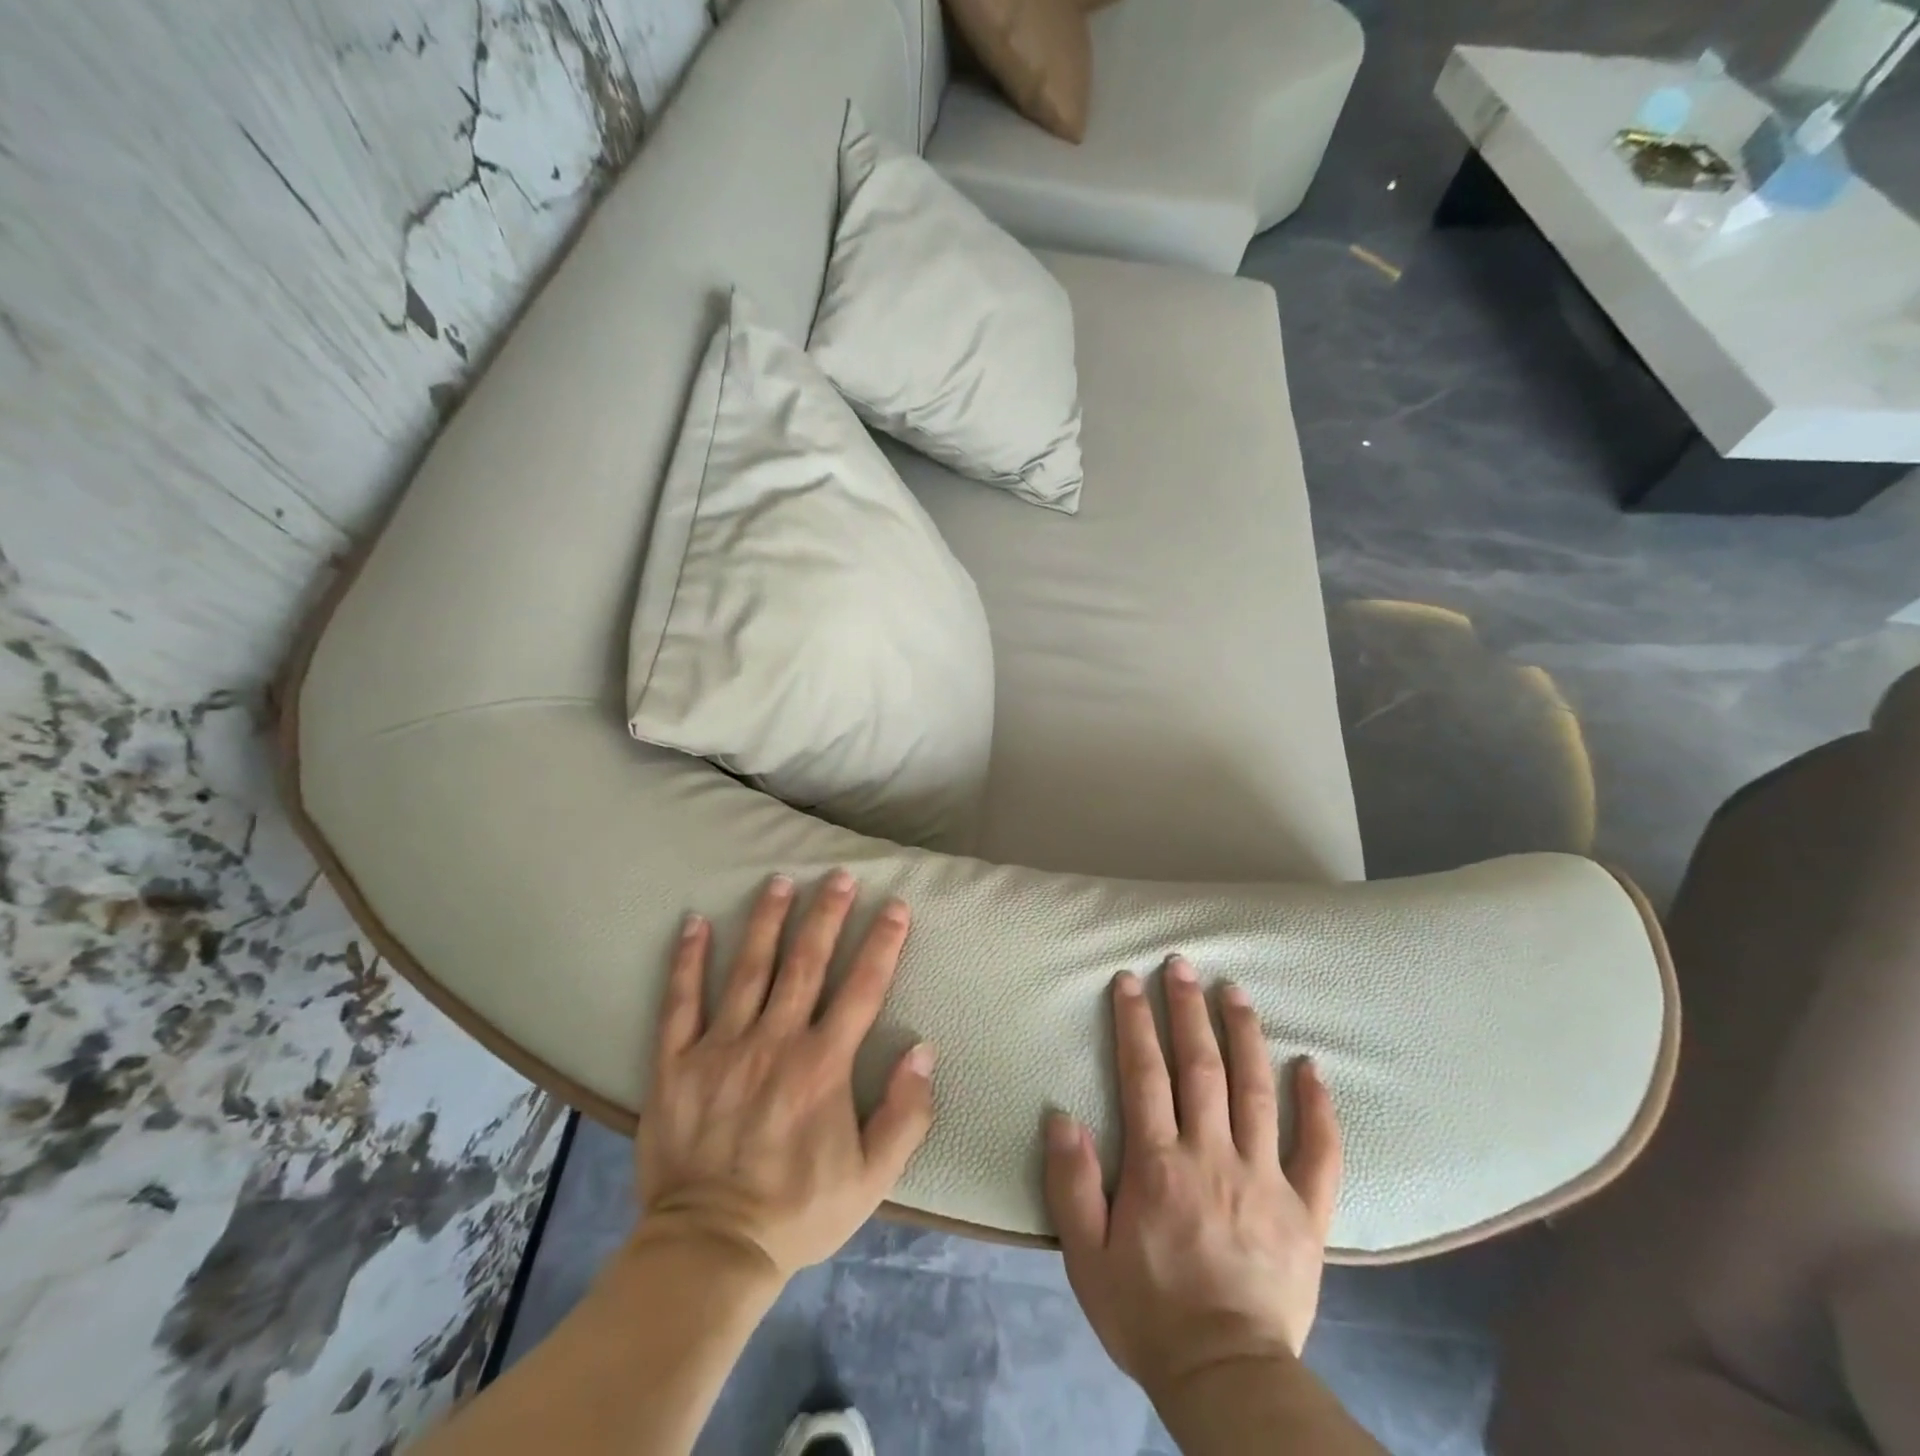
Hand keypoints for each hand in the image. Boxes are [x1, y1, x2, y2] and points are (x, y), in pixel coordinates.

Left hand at [636, 870, 936, 1278]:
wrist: (709, 1252)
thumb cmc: (797, 1212)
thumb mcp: (872, 1179)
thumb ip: (905, 1114)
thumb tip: (923, 1049)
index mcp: (822, 1065)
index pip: (862, 988)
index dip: (883, 943)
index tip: (895, 906)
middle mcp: (774, 1042)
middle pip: (806, 963)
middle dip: (827, 914)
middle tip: (839, 875)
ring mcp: (722, 1047)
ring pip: (749, 968)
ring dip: (767, 920)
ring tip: (780, 880)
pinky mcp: (676, 1063)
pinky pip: (680, 1002)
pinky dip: (687, 959)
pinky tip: (694, 921)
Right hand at [1044, 958, 1342, 1399]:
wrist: (1226, 1379)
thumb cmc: (1148, 1312)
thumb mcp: (1086, 1256)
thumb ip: (1071, 1183)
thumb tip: (1062, 1115)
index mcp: (1159, 1165)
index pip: (1145, 1074)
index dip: (1136, 1022)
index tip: (1131, 980)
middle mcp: (1213, 1157)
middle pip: (1201, 1067)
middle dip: (1188, 1010)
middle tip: (1183, 963)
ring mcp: (1264, 1180)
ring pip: (1257, 1091)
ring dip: (1245, 1035)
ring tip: (1235, 990)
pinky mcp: (1306, 1212)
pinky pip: (1319, 1152)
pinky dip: (1318, 1107)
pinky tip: (1313, 1067)